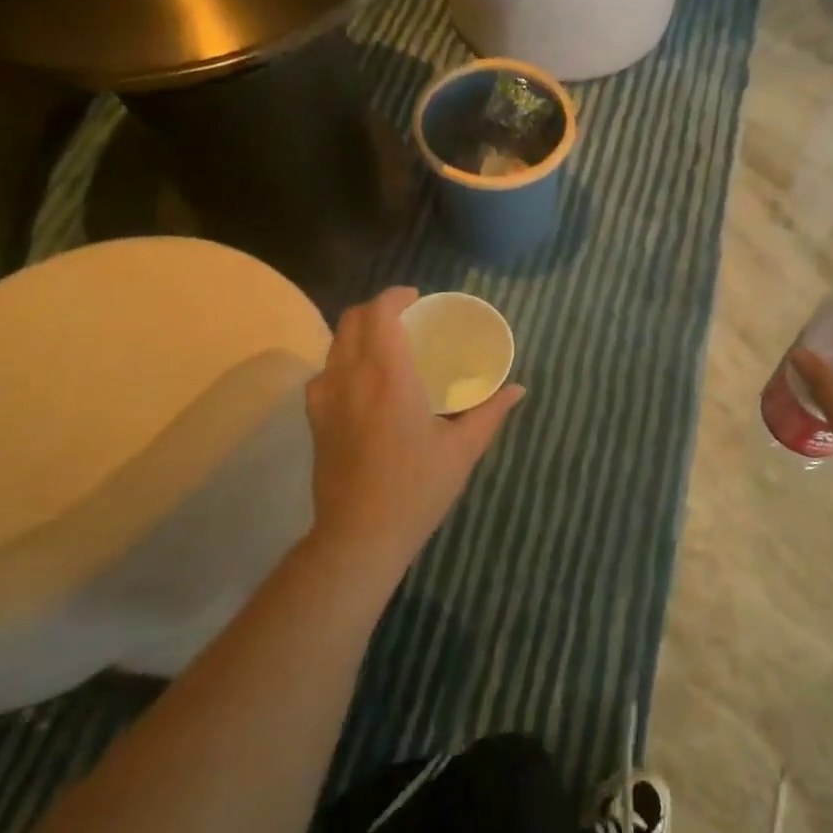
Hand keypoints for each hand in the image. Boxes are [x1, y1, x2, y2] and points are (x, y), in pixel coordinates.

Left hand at [305, 287, 525, 568]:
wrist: (359, 536)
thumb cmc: (417, 489)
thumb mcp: (462, 450)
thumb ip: (490, 412)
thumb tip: (518, 389)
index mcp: (388, 375)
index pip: (380, 313)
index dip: (396, 296)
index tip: (417, 299)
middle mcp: (351, 376)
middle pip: (352, 319)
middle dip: (378, 308)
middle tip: (407, 317)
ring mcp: (326, 397)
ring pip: (335, 343)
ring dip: (360, 332)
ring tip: (387, 345)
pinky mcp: (315, 418)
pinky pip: (325, 372)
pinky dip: (344, 360)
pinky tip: (363, 382)